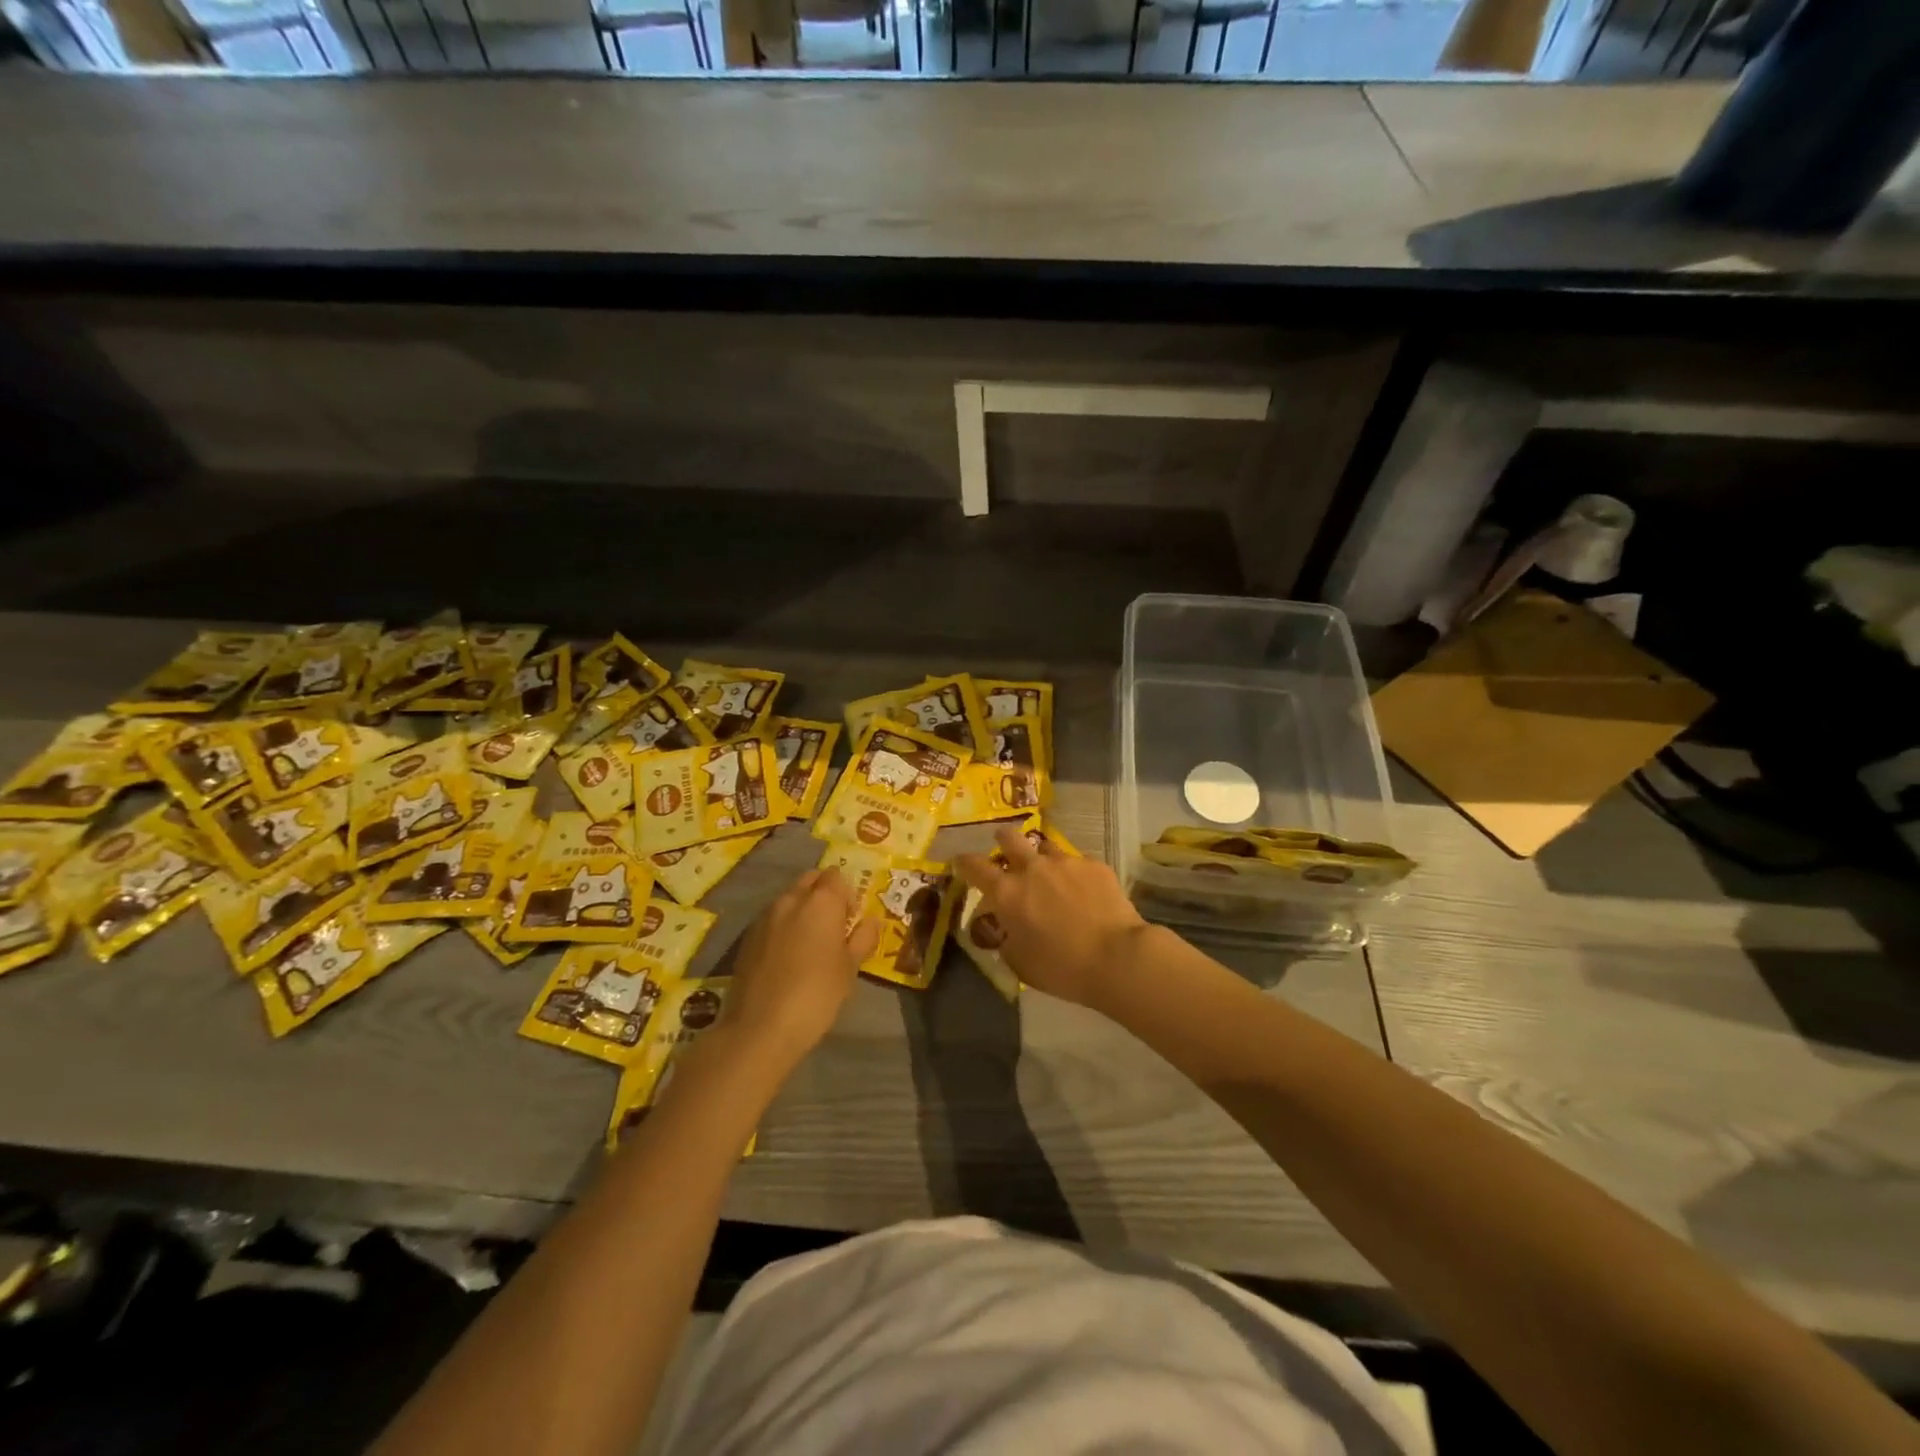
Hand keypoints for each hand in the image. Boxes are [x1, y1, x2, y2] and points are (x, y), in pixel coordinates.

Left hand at [720, 867, 878, 1069]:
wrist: (760, 1027)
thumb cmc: (816, 994)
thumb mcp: (850, 968)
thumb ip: (863, 938)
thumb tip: (871, 921)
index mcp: (821, 901)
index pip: (836, 876)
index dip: (847, 894)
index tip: (851, 920)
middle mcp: (790, 899)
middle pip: (810, 880)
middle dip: (823, 893)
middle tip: (833, 926)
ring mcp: (765, 916)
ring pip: (789, 898)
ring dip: (802, 909)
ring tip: (810, 943)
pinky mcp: (747, 936)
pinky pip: (772, 918)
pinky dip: (783, 926)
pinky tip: (787, 956)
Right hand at [954, 827, 1150, 1008]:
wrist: (1116, 957)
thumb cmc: (1062, 968)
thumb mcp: (1020, 963)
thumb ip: (1007, 939)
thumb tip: (1007, 929)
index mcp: (1006, 893)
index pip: (973, 866)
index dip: (963, 862)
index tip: (960, 862)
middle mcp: (1032, 868)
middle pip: (1009, 838)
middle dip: (1002, 840)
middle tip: (1004, 849)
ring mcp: (1065, 862)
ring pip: (1045, 847)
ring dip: (1041, 857)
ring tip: (1050, 873)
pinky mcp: (1094, 865)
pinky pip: (1077, 862)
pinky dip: (1074, 873)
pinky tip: (1084, 891)